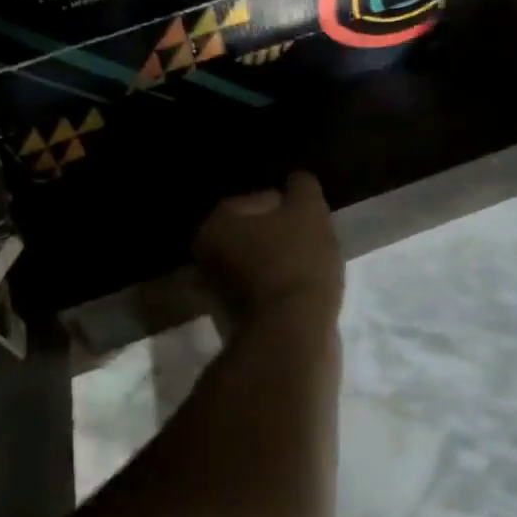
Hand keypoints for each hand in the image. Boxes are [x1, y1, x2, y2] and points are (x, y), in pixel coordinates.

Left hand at [193, 171, 343, 324]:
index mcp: (216, 222)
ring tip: (309, 273)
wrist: (290, 336)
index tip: (312, 225)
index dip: (292, 209)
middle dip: (282, 237)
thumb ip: (302, 188)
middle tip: (312, 247)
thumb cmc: (297, 264)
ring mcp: (215, 290)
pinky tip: (299, 296)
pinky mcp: (231, 319)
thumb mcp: (309, 212)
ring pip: (258, 264)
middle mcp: (205, 254)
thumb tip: (296, 181)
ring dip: (280, 265)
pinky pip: (261, 292)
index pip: (261, 200)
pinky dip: (277, 290)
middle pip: (256, 233)